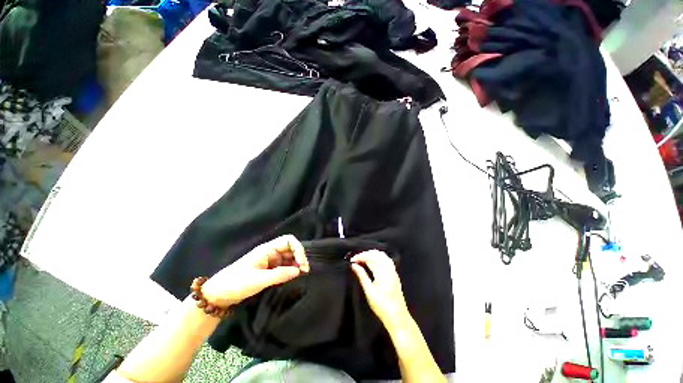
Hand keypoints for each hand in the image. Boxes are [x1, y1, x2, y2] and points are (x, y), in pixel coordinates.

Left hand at [201, 235, 308, 306]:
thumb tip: (299, 271)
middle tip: (305, 271)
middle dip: (299, 257)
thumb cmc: (236, 284)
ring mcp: (269, 261)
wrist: (217, 295)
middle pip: (290, 248)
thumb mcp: (258, 280)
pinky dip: (290, 270)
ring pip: (288, 258)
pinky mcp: (268, 270)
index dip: (298, 249)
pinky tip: (294, 277)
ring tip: (301, 275)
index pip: (288, 240)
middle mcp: (270, 252)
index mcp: (267, 249)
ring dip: (296, 264)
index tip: (302, 264)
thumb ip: (279, 275)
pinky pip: (283, 266)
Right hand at [350, 250, 409, 330]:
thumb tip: (353, 265)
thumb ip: (361, 275)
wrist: (398, 317)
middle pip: (377, 254)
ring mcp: (393, 270)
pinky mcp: (394, 274)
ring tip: (362, 260)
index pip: (370, 258)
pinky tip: (371, 263)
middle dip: (365, 254)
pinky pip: (385, 259)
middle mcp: (389, 268)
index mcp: (383, 272)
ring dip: (371, 254)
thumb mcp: (369, 291)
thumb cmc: (382, 306)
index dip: (360, 256)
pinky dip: (377, 257)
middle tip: (356, 259)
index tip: (351, 260)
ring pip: (382, 255)